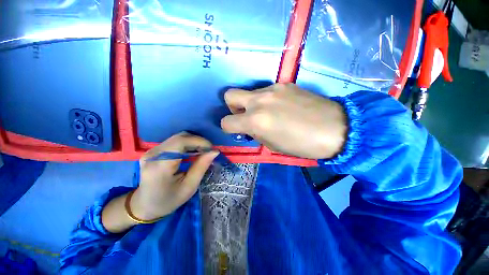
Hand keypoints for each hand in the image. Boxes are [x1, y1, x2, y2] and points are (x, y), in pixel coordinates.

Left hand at [131, 133, 218, 220]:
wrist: (144, 205)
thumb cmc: (168, 200)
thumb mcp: (189, 187)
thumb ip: (201, 166)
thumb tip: (214, 151)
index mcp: (160, 165)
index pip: (181, 142)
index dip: (199, 141)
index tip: (211, 149)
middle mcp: (153, 154)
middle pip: (179, 137)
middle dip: (197, 141)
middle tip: (208, 151)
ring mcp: (151, 151)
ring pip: (177, 138)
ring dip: (193, 142)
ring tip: (202, 152)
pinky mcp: (153, 151)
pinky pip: (174, 142)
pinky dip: (186, 144)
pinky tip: (192, 152)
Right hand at [221, 83, 346, 158]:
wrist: (335, 128)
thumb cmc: (301, 145)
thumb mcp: (272, 145)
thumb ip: (255, 133)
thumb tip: (248, 126)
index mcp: (255, 121)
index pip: (226, 122)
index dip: (228, 128)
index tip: (237, 131)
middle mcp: (259, 101)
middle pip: (230, 95)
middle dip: (233, 107)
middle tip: (245, 116)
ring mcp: (272, 89)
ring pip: (249, 93)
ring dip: (251, 104)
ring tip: (269, 113)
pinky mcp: (285, 84)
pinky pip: (266, 91)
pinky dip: (267, 100)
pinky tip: (282, 107)